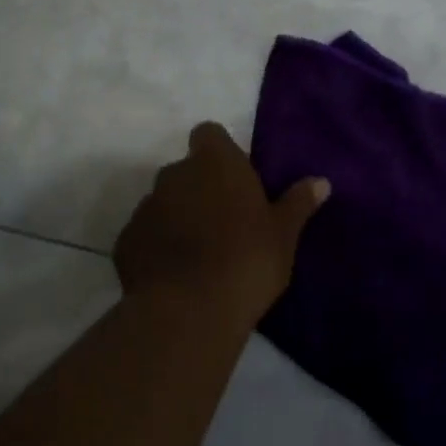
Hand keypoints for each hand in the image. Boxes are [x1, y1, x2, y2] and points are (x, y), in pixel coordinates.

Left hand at [113, 123, 329, 323]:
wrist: (189, 311)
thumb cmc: (247, 261)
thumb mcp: (284, 234)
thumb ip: (298, 203)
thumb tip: (321, 182)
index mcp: (215, 162)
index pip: (209, 134)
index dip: (220, 152)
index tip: (236, 179)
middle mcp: (175, 174)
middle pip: (186, 170)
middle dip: (201, 189)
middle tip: (224, 222)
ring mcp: (145, 207)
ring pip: (164, 202)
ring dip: (178, 217)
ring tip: (200, 254)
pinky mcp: (125, 241)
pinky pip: (145, 235)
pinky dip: (157, 246)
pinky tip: (174, 275)